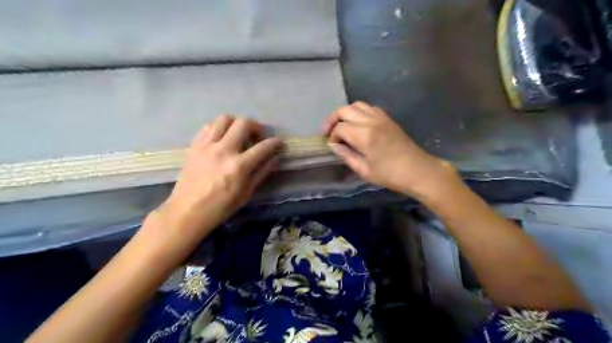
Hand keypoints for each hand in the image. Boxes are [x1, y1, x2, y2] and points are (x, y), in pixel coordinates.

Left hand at [155, 115, 282, 242]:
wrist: (188, 211)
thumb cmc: (221, 206)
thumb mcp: (247, 193)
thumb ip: (262, 172)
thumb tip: (275, 158)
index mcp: (239, 166)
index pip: (263, 147)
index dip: (275, 142)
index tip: (279, 141)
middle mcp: (224, 150)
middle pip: (243, 123)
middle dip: (256, 126)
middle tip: (257, 136)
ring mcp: (207, 145)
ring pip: (225, 119)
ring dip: (236, 123)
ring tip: (238, 135)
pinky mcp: (194, 145)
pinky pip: (209, 127)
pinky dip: (219, 128)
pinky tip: (221, 139)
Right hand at [324, 101, 458, 199]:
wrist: (418, 170)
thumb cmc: (390, 175)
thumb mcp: (364, 170)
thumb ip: (346, 155)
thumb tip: (334, 145)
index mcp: (364, 136)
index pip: (340, 127)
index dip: (332, 135)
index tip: (333, 146)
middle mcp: (371, 121)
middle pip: (345, 110)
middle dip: (333, 119)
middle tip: (328, 131)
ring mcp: (381, 117)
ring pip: (357, 105)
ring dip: (346, 113)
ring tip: (342, 126)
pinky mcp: (388, 118)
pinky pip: (369, 108)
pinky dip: (359, 112)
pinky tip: (358, 124)